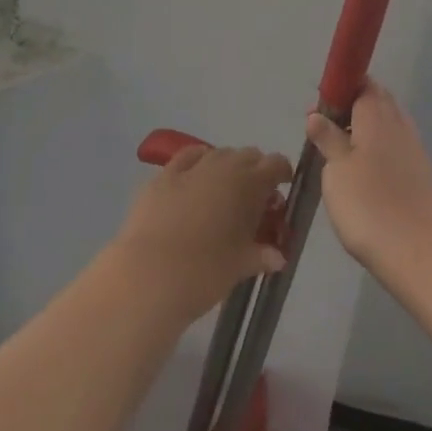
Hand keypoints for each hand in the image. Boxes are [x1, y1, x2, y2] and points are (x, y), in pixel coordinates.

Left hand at [113, 145, 291, 322]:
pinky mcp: (162, 176)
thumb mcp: (241, 265)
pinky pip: (186, 158)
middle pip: (248, 156)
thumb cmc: (205, 272)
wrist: (150, 275)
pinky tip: (194, 179)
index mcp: (249, 184)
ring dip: (226, 168)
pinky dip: (196, 163)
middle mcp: (223, 166)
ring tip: (223, 194)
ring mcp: (191, 168)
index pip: (276, 164)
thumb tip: (278, 256)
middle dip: (254, 172)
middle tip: (253, 201)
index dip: (282, 174)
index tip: (281, 190)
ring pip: (218, 154)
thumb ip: (262, 254)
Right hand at [308, 81, 431, 283]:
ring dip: (366, 128)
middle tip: (326, 128)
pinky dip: (379, 148)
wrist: (418, 252)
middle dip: (353, 106)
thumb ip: (328, 138)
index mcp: (377, 115)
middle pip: (378, 101)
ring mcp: (414, 148)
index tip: (321, 106)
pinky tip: (364, 171)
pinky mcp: (420, 173)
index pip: (362, 83)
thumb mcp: (336, 170)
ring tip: (340, 152)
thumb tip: (316, 114)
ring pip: (388, 123)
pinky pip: (396, 145)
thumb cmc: (368, 205)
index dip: (342, 88)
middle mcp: (399, 124)